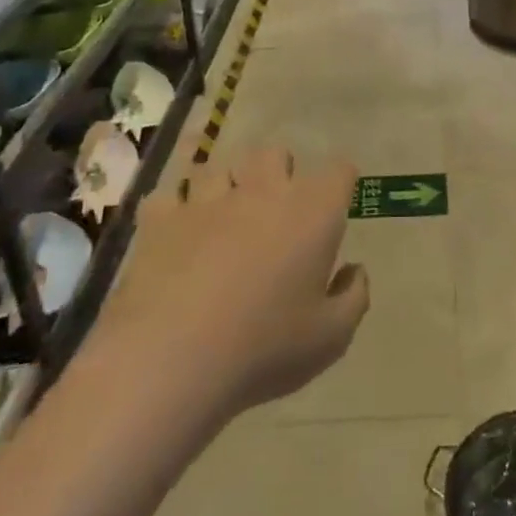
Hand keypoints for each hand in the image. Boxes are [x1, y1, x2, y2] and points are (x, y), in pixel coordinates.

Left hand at [96, 148, 369, 426]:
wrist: (170, 360)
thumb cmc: (264, 347)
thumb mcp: (331, 337)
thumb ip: (354, 296)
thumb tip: (353, 270)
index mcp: (313, 212)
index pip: (339, 170)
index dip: (340, 186)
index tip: (335, 210)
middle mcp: (264, 191)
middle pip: (274, 154)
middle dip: (278, 173)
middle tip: (276, 213)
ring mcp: (208, 200)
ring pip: (218, 169)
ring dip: (224, 189)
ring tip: (221, 223)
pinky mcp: (161, 219)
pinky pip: (167, 197)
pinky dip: (173, 211)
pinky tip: (176, 235)